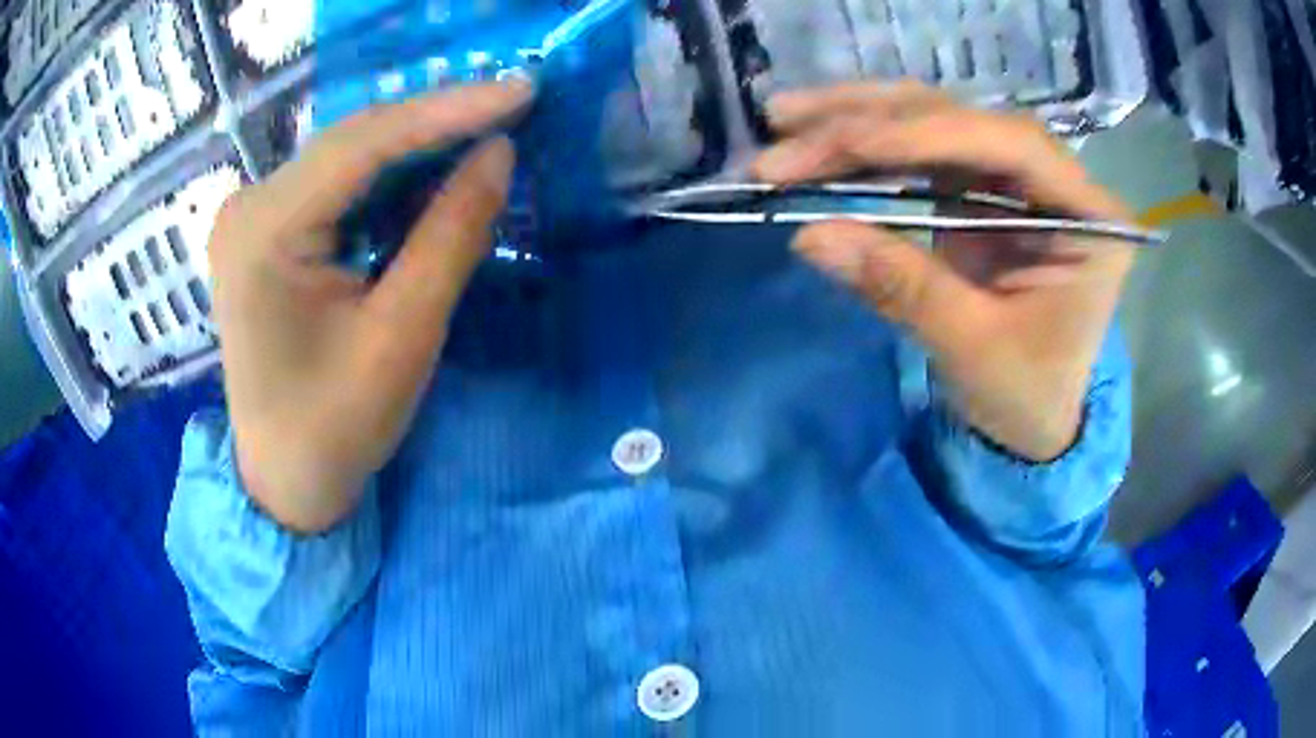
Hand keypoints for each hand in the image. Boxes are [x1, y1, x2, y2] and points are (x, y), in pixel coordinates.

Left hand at [209, 81, 530, 532]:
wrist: (283, 479)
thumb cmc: (335, 427)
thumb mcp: (401, 338)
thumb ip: (450, 236)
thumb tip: (499, 153)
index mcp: (263, 233)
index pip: (362, 145)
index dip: (447, 110)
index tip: (521, 91)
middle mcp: (248, 207)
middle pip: (352, 141)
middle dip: (436, 119)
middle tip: (514, 101)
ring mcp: (252, 215)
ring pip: (347, 156)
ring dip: (417, 142)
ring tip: (487, 124)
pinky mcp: (266, 230)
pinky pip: (336, 183)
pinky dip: (390, 172)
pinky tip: (436, 163)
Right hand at [753, 82, 1134, 461]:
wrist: (1032, 418)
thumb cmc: (1025, 394)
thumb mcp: (973, 350)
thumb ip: (903, 288)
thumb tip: (811, 236)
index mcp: (1089, 218)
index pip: (1011, 145)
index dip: (928, 134)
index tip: (845, 142)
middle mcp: (1055, 180)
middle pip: (961, 119)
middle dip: (870, 121)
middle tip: (785, 129)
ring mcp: (1013, 178)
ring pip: (932, 121)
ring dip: (856, 118)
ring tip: (783, 119)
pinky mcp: (979, 188)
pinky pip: (918, 151)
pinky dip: (864, 147)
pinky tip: (815, 139)